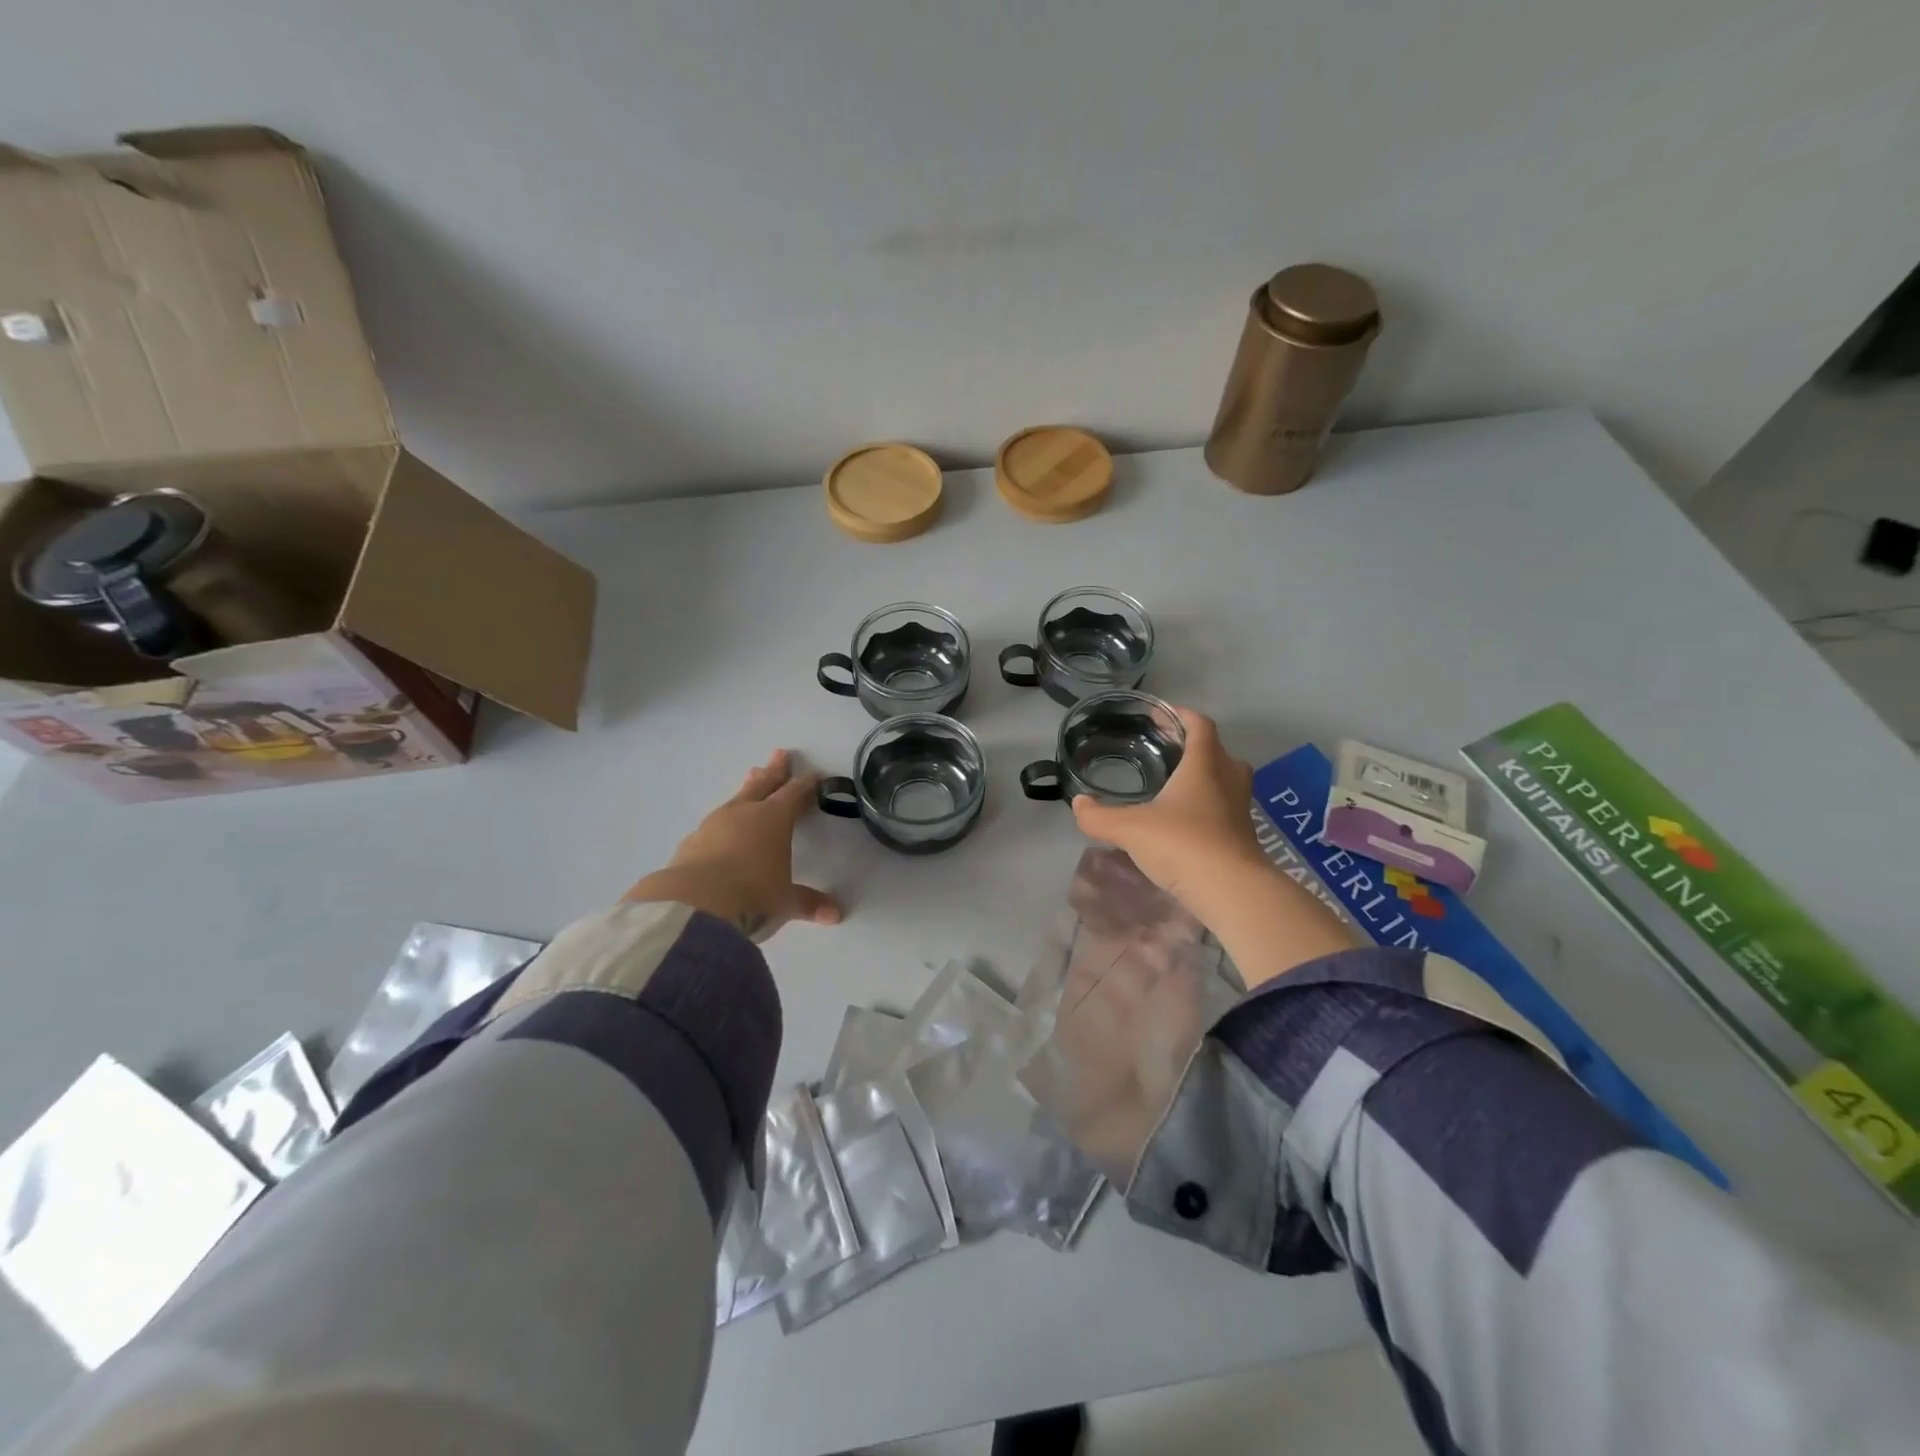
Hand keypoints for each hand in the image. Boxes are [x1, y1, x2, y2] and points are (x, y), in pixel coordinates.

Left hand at [625, 750, 842, 941]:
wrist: (692, 905)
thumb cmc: (752, 894)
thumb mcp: (785, 901)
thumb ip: (809, 903)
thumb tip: (836, 915)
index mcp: (774, 818)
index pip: (795, 794)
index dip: (806, 784)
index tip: (815, 775)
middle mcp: (745, 813)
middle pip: (764, 784)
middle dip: (774, 770)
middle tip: (780, 753)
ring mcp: (715, 824)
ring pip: (737, 798)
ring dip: (748, 787)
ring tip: (751, 777)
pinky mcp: (692, 841)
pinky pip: (715, 822)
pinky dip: (725, 819)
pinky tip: (722, 826)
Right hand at [1070, 708, 1264, 911]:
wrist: (1232, 892)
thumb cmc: (1182, 844)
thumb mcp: (1129, 828)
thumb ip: (1099, 816)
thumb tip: (1079, 803)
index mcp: (1204, 764)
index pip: (1199, 724)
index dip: (1179, 715)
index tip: (1158, 715)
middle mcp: (1228, 779)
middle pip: (1217, 751)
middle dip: (1193, 747)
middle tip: (1165, 752)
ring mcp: (1240, 809)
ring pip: (1225, 781)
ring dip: (1203, 778)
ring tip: (1172, 787)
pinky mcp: (1243, 836)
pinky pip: (1225, 809)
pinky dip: (1206, 807)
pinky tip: (1182, 823)